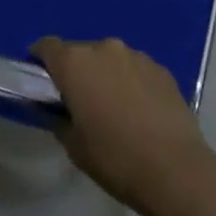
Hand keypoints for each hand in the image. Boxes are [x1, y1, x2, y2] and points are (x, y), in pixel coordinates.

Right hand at [32, 37, 210, 215]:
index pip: (47, 46)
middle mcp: (104, 49)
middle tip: (79, 101)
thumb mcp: (73, 145)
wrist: (175, 169)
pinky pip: (135, 69)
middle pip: (80, 52)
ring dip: (105, 75)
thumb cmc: (114, 158)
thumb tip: (59, 111)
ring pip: (110, 59)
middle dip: (76, 71)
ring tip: (113, 107)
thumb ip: (59, 119)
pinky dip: (130, 82)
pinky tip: (138, 111)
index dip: (40, 60)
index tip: (41, 81)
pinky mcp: (162, 69)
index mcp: (75, 63)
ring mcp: (136, 56)